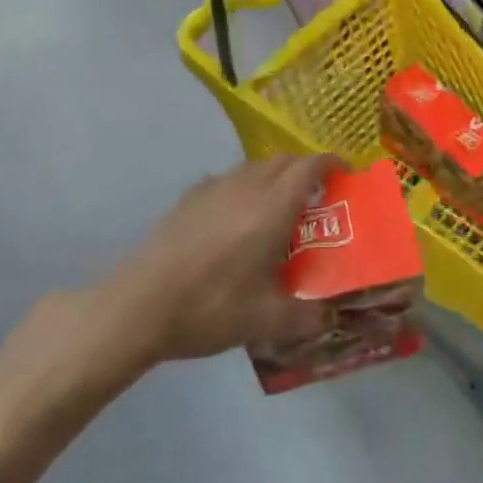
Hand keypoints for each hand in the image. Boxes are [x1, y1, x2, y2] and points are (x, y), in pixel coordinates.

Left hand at [76, 153, 341, 390]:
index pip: (310, 166)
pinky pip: (227, 179)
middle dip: (305, 169)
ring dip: (273, 176)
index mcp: (273, 207)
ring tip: (276, 207)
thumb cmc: (210, 307)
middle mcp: (248, 186)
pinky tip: (233, 217)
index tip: (344, 175)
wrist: (139, 306)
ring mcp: (214, 188)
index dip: (331, 164)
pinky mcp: (188, 197)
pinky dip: (242, 187)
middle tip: (315, 196)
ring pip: (254, 167)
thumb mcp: (264, 322)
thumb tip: (331, 318)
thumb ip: (305, 317)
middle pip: (284, 160)